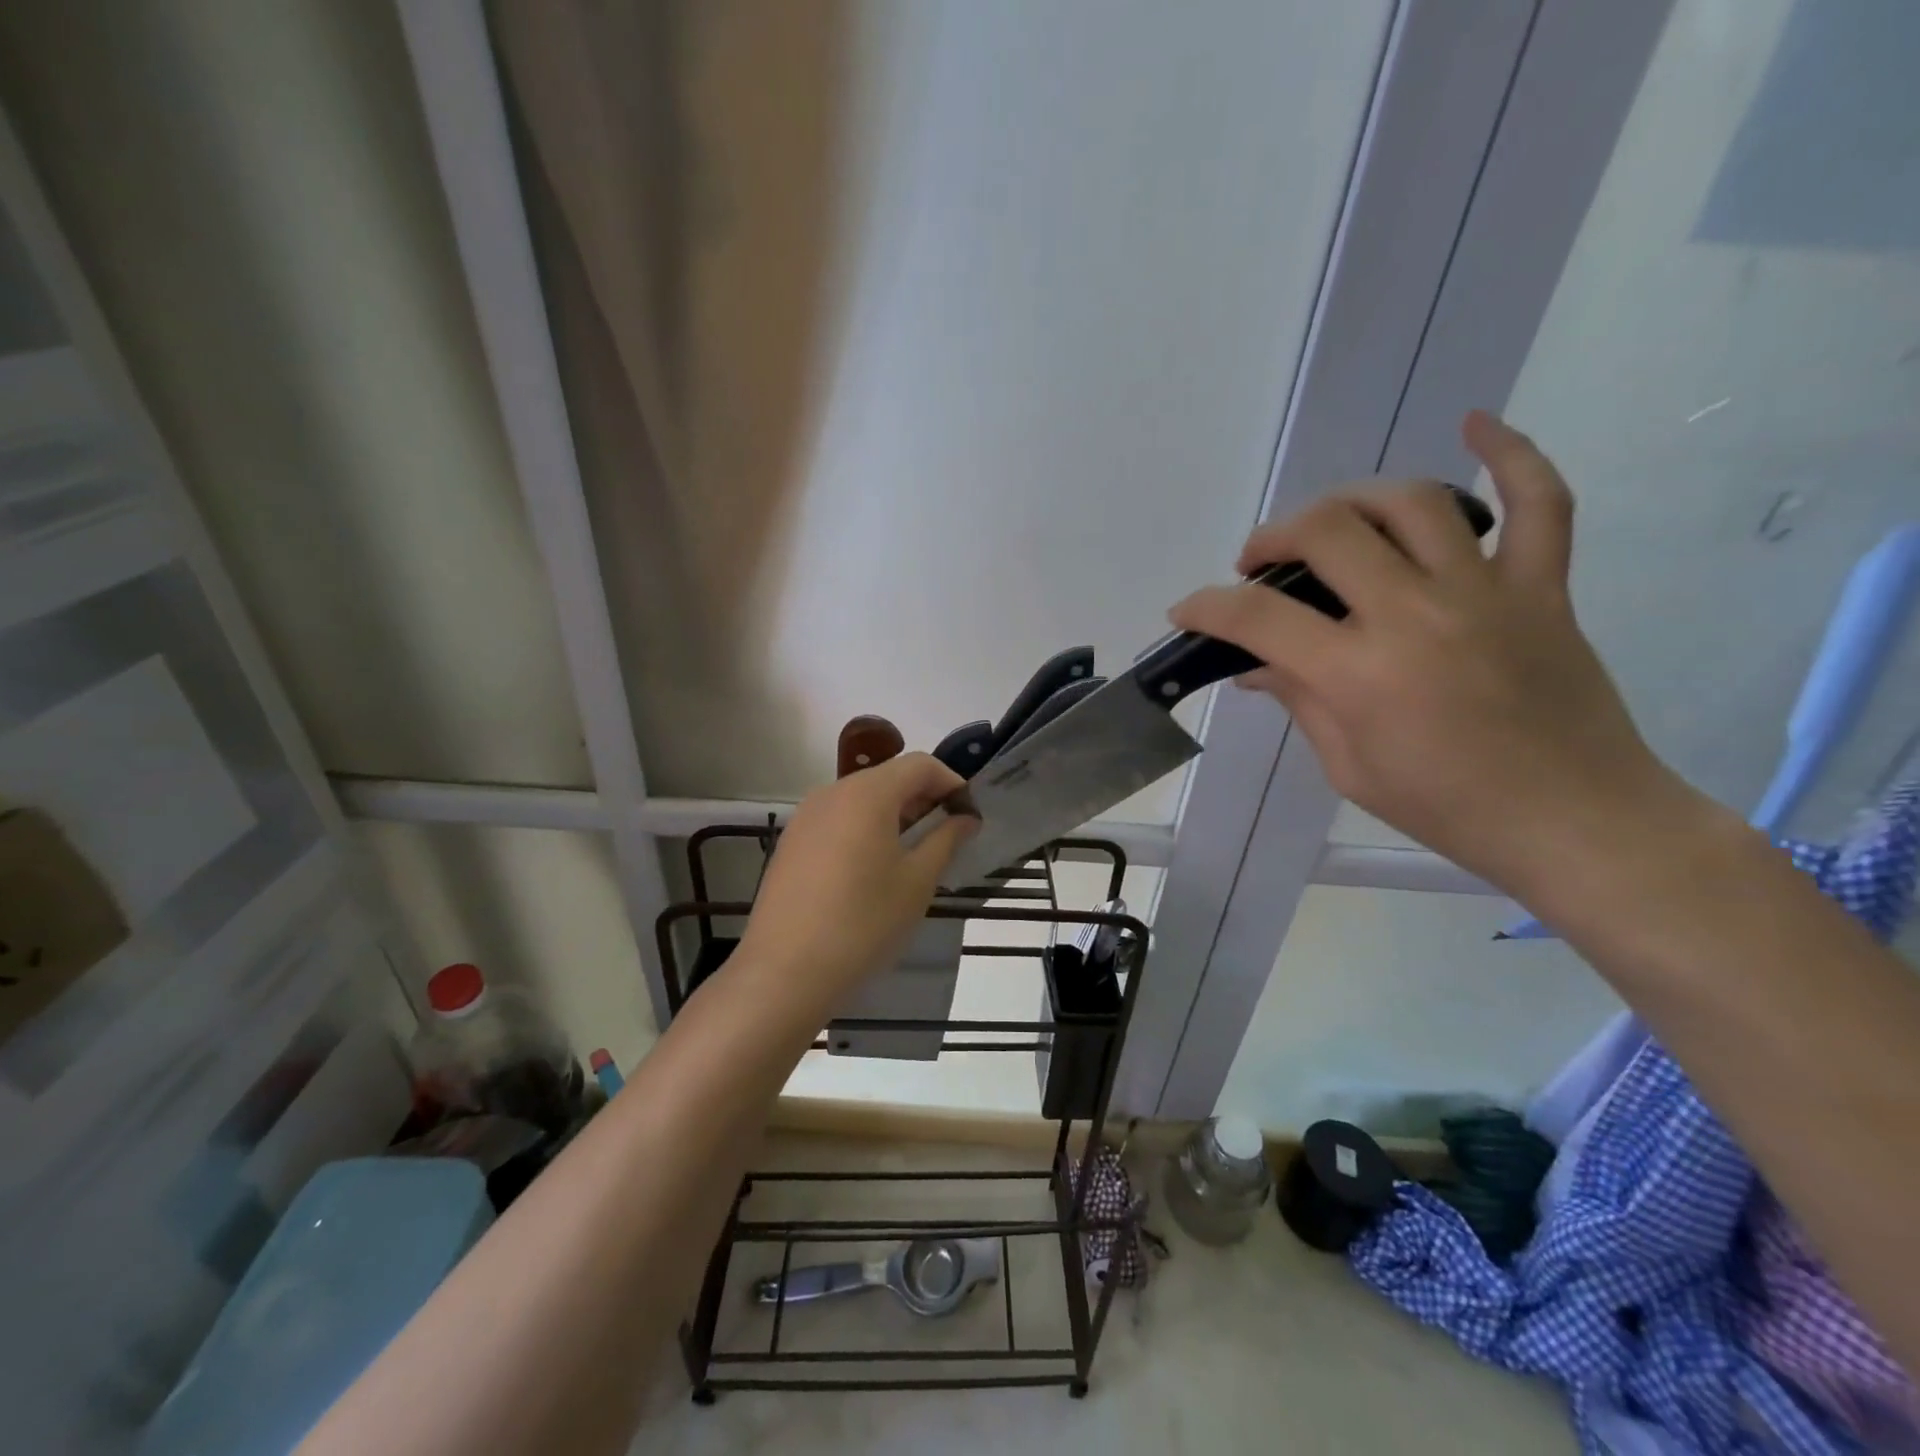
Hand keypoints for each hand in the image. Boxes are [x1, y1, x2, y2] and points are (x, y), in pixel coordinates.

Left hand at [738, 753, 976, 1004]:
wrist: (784, 973)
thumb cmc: (863, 923)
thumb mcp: (917, 882)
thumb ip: (946, 840)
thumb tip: (965, 818)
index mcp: (867, 793)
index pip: (920, 765)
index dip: (952, 782)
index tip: (970, 815)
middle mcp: (832, 792)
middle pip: (889, 778)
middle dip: (924, 798)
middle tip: (948, 835)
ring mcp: (806, 817)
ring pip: (862, 799)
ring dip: (895, 815)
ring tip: (914, 854)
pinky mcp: (792, 843)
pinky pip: (838, 820)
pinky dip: (865, 829)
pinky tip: (873, 870)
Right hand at [1170, 410, 1690, 895]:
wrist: (1575, 821)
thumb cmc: (1448, 808)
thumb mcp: (1349, 767)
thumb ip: (1300, 702)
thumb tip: (1255, 666)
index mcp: (1360, 674)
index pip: (1259, 617)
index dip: (1208, 607)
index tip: (1188, 609)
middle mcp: (1416, 615)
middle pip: (1326, 533)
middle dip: (1272, 539)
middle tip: (1258, 564)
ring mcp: (1486, 592)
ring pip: (1411, 503)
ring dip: (1351, 499)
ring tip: (1328, 522)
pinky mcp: (1542, 588)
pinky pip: (1539, 503)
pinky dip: (1512, 455)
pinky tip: (1477, 424)